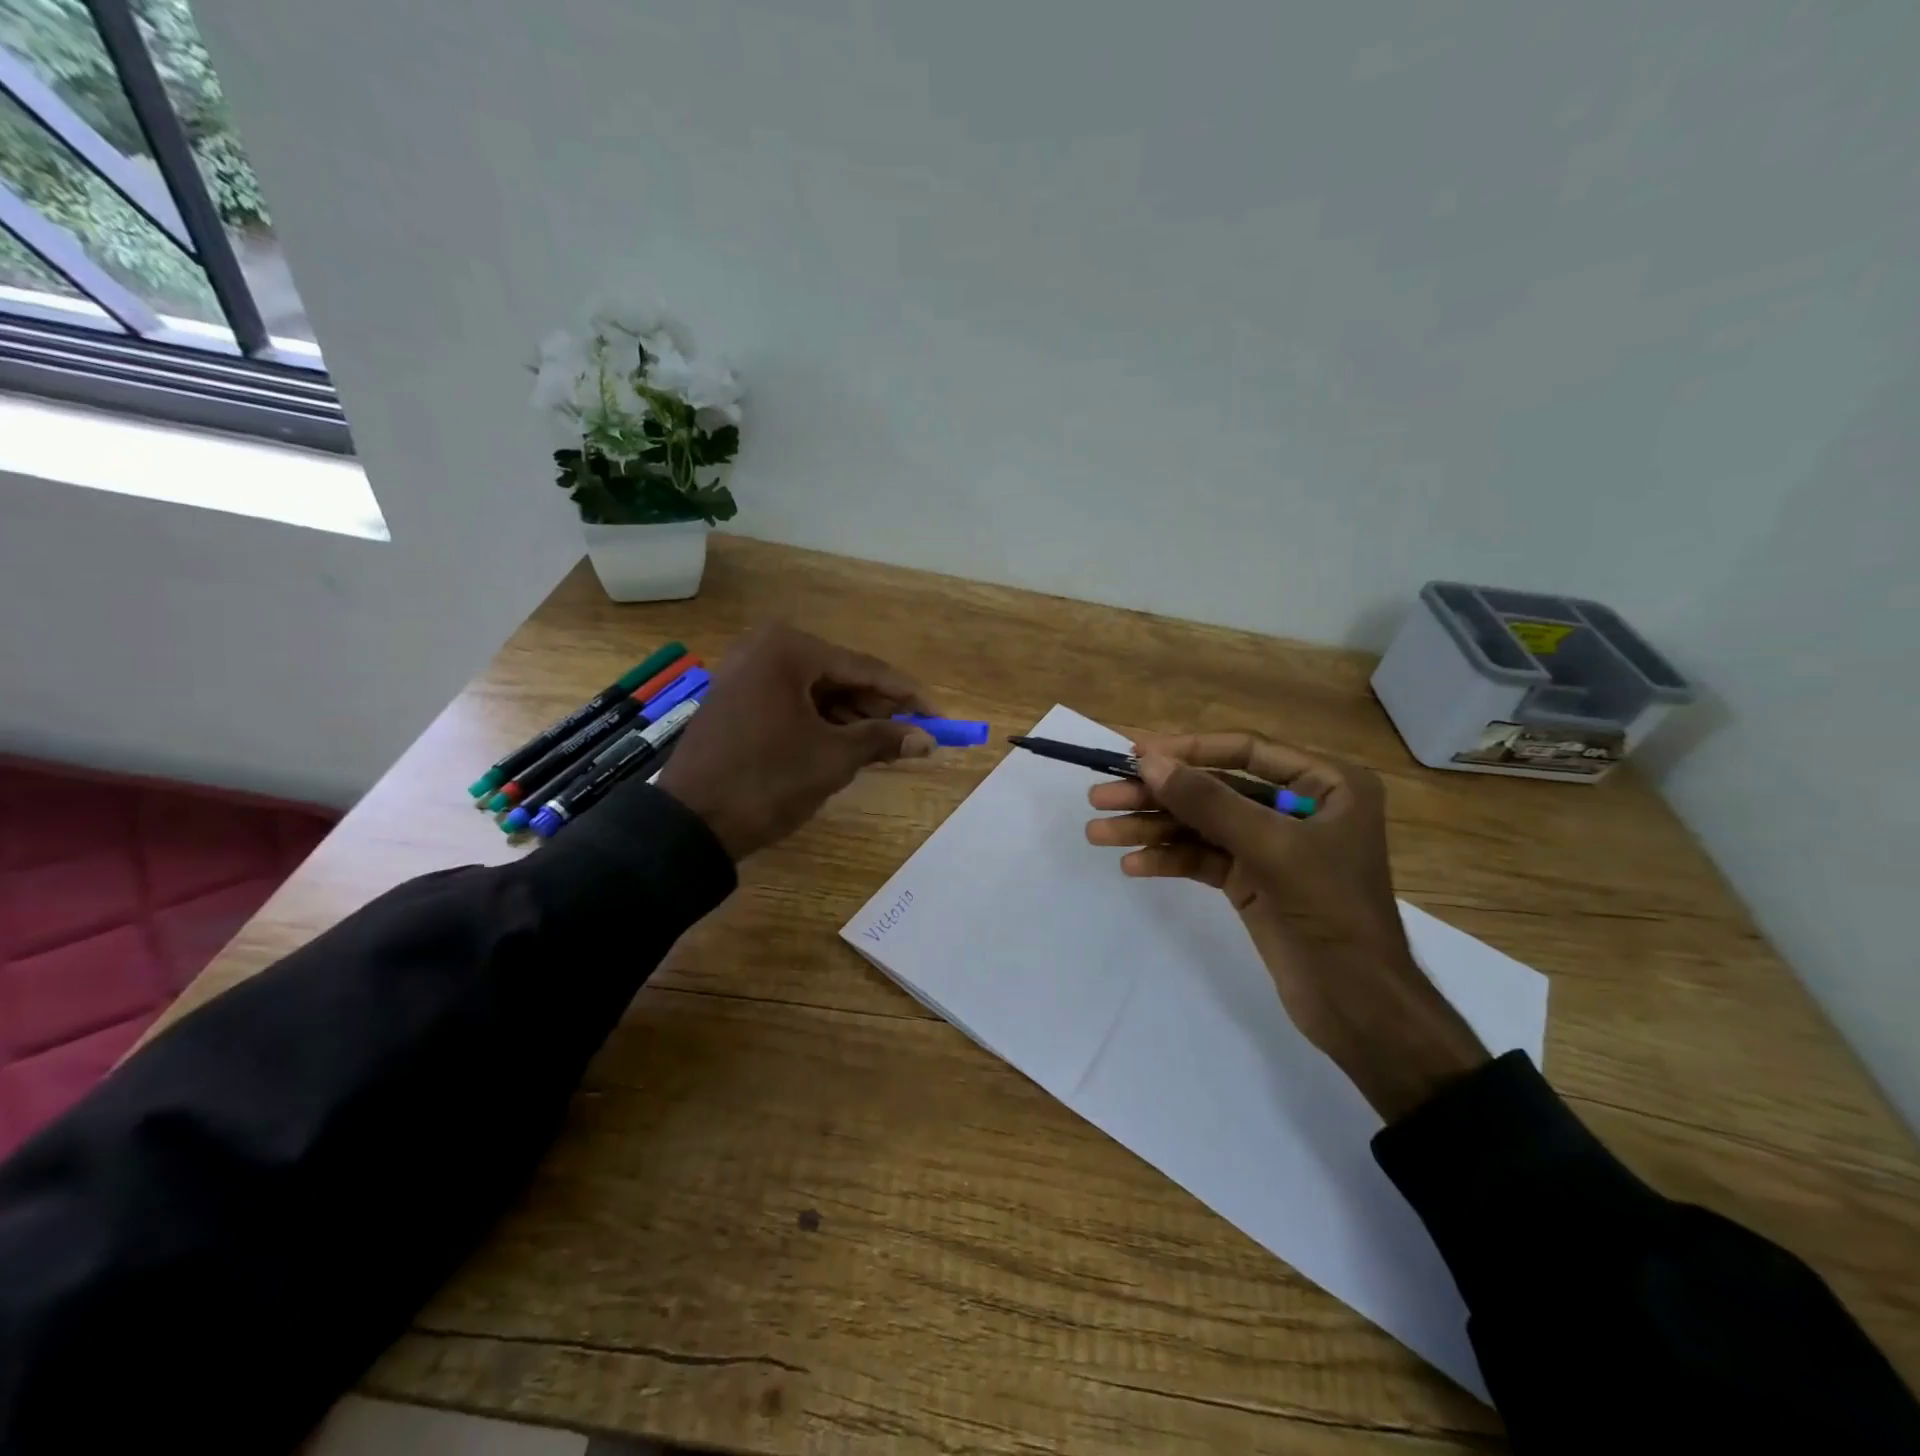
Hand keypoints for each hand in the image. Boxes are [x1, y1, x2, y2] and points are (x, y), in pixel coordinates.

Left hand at [658, 622, 936, 859]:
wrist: (690, 822)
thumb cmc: (767, 780)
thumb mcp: (833, 759)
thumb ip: (883, 740)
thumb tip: (928, 740)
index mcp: (789, 649)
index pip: (864, 668)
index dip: (907, 695)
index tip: (939, 716)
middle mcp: (766, 648)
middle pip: (840, 677)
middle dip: (879, 708)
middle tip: (916, 734)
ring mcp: (746, 673)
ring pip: (817, 691)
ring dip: (853, 717)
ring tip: (888, 745)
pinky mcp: (737, 699)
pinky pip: (793, 702)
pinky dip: (822, 722)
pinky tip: (849, 744)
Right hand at [1085, 733, 1487, 1121]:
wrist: (1358, 1007)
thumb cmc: (1331, 912)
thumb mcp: (1272, 849)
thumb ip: (1210, 803)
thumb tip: (1149, 762)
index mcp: (1326, 785)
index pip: (1246, 752)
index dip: (1188, 750)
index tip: (1134, 754)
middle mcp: (1298, 807)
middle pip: (1215, 790)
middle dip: (1157, 796)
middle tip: (1099, 797)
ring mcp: (1272, 846)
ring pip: (1202, 826)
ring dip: (1151, 829)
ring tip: (1098, 833)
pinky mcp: (1252, 881)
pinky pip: (1203, 859)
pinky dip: (1169, 860)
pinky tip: (1133, 865)